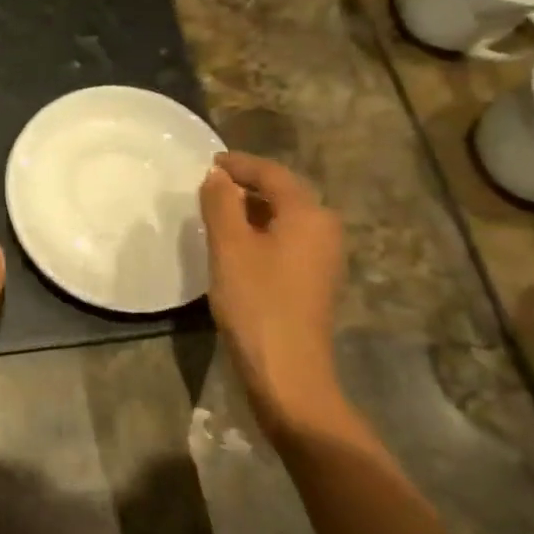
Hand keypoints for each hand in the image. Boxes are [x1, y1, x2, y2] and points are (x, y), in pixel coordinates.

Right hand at [199, 152, 345, 430]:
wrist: (288, 371)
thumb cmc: (256, 301)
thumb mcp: (229, 246)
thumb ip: (221, 203)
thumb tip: (217, 176)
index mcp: (308, 214)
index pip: (272, 174)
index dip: (239, 164)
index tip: (208, 162)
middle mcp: (324, 229)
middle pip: (283, 192)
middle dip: (247, 184)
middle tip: (210, 183)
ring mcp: (323, 257)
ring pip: (284, 217)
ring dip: (252, 208)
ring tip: (216, 209)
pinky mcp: (314, 279)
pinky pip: (286, 238)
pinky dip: (260, 230)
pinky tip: (235, 242)